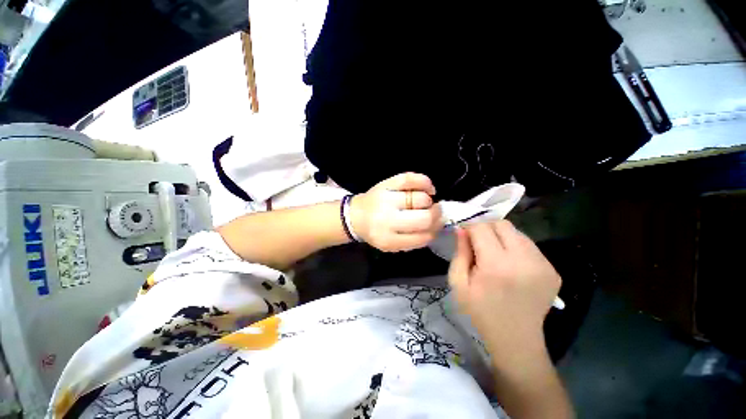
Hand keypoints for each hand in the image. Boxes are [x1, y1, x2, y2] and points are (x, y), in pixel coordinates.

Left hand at [350, 172, 442, 251]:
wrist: (356, 215)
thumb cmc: (376, 231)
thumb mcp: (392, 245)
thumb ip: (413, 240)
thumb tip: (437, 227)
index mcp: (389, 240)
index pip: (423, 237)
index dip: (435, 231)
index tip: (437, 226)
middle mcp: (387, 220)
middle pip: (425, 217)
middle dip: (436, 215)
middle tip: (435, 212)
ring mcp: (386, 199)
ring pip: (421, 198)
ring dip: (429, 201)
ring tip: (425, 202)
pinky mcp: (385, 184)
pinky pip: (411, 179)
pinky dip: (425, 182)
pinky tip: (427, 189)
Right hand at [448, 221, 560, 355]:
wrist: (515, 338)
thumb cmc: (480, 310)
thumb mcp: (458, 283)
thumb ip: (459, 252)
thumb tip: (461, 229)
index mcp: (496, 265)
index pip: (482, 228)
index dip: (470, 228)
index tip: (464, 236)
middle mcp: (524, 260)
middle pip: (503, 224)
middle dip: (486, 227)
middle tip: (478, 242)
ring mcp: (543, 265)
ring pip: (518, 233)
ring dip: (502, 237)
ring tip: (495, 253)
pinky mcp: (553, 270)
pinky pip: (530, 246)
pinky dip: (516, 248)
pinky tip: (510, 264)